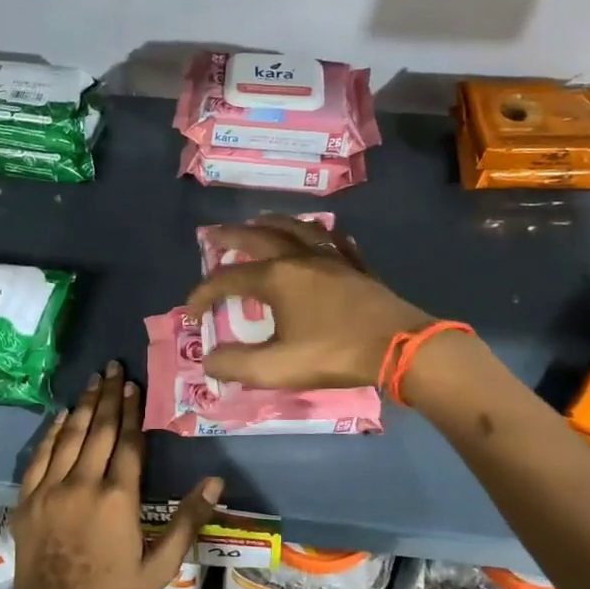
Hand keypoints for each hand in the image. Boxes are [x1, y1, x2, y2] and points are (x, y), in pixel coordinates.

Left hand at [9, 360, 222, 588]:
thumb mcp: (160, 566)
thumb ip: (187, 520)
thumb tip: (215, 481)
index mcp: (119, 498)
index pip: (129, 442)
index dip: (133, 410)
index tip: (134, 384)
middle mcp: (84, 483)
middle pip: (100, 430)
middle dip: (109, 396)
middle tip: (113, 367)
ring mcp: (52, 488)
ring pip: (71, 436)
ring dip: (84, 406)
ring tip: (93, 380)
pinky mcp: (29, 498)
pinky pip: (41, 455)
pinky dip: (53, 432)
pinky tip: (62, 415)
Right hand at [184, 215, 435, 389]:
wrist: (399, 346)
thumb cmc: (334, 354)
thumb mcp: (277, 368)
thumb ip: (236, 364)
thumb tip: (208, 359)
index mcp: (277, 278)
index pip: (228, 279)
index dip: (203, 294)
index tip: (191, 312)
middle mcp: (300, 258)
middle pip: (258, 237)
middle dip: (231, 236)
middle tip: (212, 234)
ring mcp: (332, 258)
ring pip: (297, 229)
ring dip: (272, 223)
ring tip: (259, 221)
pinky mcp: (357, 267)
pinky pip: (335, 242)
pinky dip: (321, 236)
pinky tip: (323, 237)